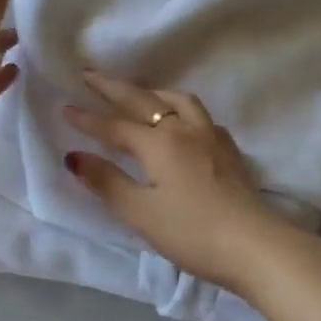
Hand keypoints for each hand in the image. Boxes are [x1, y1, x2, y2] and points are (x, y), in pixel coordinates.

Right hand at [63, 71, 305, 297]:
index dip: (87, 119)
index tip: (64, 107)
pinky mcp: (230, 151)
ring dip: (153, 92)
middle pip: (144, 101)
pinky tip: (184, 123)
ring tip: (139, 92)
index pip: (115, 127)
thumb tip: (74, 156)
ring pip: (179, 101)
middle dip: (114, 88)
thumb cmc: (192, 232)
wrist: (256, 245)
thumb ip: (107, 182)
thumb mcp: (141, 213)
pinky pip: (202, 117)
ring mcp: (211, 137)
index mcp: (159, 143)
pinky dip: (183, 110)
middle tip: (90, 74)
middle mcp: (184, 130)